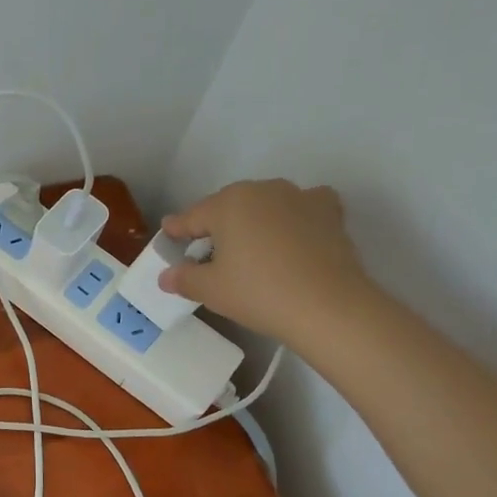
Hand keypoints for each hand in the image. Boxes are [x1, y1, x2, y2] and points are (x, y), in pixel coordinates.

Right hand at [159, 180, 373, 349]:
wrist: (328, 306)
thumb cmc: (259, 293)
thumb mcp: (211, 290)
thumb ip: (184, 278)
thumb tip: (166, 276)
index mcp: (227, 203)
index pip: (192, 216)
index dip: (177, 229)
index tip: (168, 235)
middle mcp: (261, 190)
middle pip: (228, 206)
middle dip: (216, 224)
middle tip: (208, 250)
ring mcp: (298, 197)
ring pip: (265, 204)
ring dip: (254, 219)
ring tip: (252, 245)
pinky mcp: (329, 211)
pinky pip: (303, 206)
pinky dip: (294, 216)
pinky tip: (293, 233)